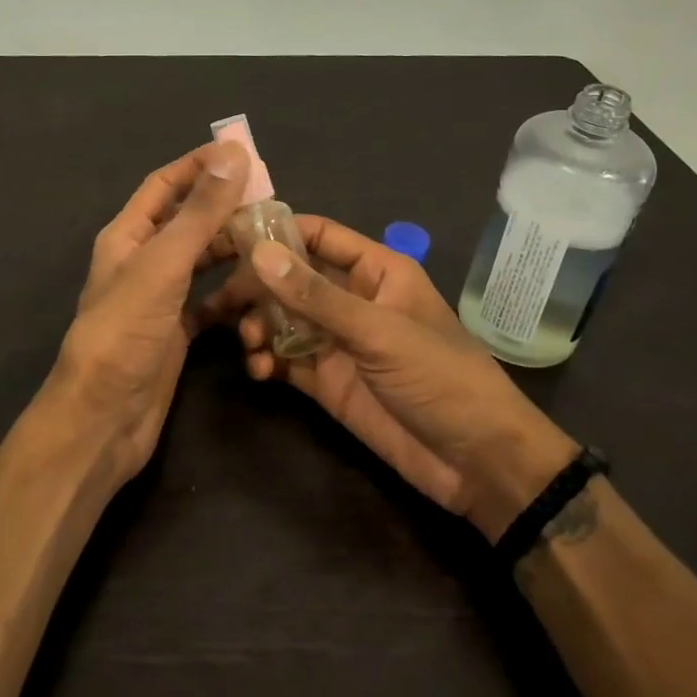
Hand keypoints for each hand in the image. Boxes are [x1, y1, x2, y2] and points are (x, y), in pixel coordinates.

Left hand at [45, 140, 250, 479]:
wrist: (104, 419)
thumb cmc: (126, 333)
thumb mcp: (163, 265)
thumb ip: (199, 212)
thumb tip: (232, 153)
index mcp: (127, 236)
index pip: (164, 184)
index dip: (199, 165)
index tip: (242, 152)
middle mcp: (142, 261)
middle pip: (187, 221)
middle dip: (224, 208)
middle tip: (272, 201)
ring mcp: (159, 299)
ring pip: (201, 262)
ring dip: (231, 250)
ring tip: (274, 242)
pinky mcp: (175, 333)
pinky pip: (209, 303)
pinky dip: (232, 295)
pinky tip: (262, 292)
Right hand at [205, 216, 574, 538]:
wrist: (477, 463)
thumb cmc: (440, 379)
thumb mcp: (379, 332)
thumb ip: (316, 296)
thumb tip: (258, 253)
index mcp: (376, 270)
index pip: (317, 235)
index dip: (275, 233)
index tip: (227, 239)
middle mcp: (352, 298)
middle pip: (291, 277)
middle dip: (255, 286)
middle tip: (219, 302)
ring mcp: (338, 340)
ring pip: (282, 318)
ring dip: (257, 325)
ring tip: (247, 342)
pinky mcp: (327, 380)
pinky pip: (285, 358)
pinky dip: (266, 360)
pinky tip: (259, 371)